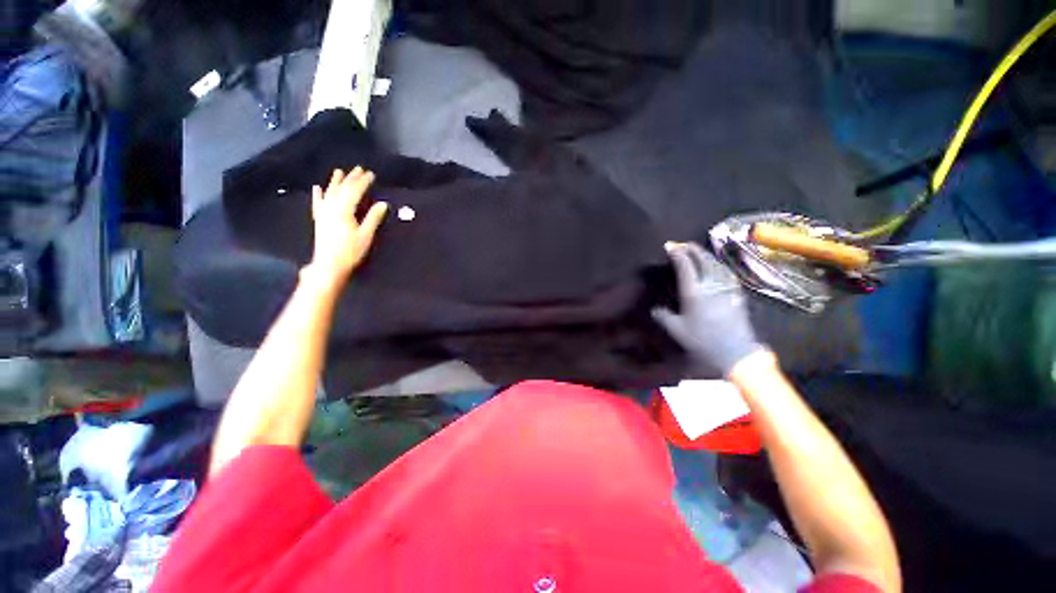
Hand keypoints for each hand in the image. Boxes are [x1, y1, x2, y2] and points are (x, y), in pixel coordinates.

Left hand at [307, 167, 387, 283]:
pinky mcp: (319, 219)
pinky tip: (318, 187)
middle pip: (342, 189)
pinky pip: (318, 203)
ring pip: (329, 192)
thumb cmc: (350, 251)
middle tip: (359, 169)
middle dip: (351, 178)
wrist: (329, 264)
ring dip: (335, 181)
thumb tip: (383, 204)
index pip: (354, 191)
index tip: (371, 174)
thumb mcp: (366, 235)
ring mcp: (323, 212)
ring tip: (339, 171)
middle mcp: (331, 207)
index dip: (363, 182)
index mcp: (344, 210)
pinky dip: (318, 194)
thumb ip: (373, 218)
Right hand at [652, 242, 763, 376]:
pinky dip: (719, 264)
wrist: (735, 351)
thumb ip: (664, 317)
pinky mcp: (736, 293)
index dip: (678, 254)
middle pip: (703, 261)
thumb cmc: (703, 341)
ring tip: (698, 250)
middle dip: (692, 249)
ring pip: (716, 264)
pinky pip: (727, 272)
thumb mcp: (677, 330)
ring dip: (706, 254)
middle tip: (683, 244)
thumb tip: (654, 309)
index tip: (670, 246)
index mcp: (694, 293)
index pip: (685, 267)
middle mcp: (710, 285)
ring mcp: (726, 288)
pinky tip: (717, 265)